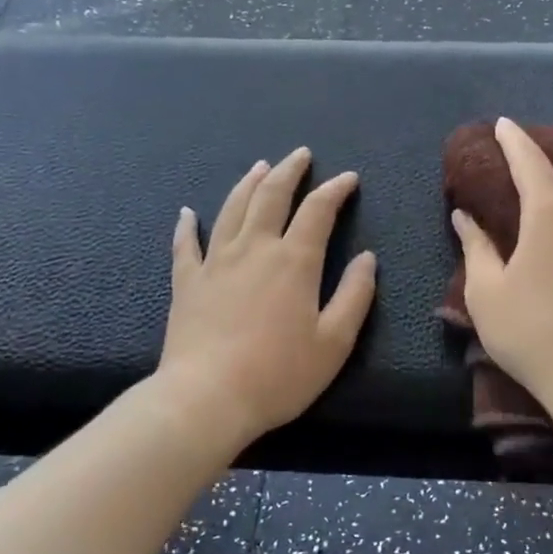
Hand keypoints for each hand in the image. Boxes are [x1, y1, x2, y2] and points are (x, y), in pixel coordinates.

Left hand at [156, 148, 376, 448]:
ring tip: (260, 167)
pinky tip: (187, 213)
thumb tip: (367, 258)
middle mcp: (254, 249)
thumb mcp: (334, 342)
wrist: (207, 399)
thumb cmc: (278, 374)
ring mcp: (216, 262)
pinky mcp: (187, 283)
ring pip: (232, 209)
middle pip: (271, 196)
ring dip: (248, 184)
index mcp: (294, 261)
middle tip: (300, 154)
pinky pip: (186, 245)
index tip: (348, 178)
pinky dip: (187, 226)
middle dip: (289, 171)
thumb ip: (355, 295)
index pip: (318, 210)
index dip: (335, 189)